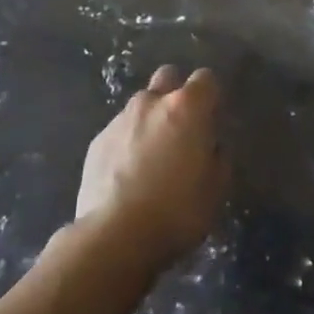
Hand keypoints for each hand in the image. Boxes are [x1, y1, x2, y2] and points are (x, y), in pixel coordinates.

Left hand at [76, 66, 226, 268]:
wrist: (114, 237)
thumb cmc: (176, 211)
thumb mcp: (215, 189)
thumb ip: (217, 157)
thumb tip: (210, 147)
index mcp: (186, 108)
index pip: (206, 79)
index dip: (211, 96)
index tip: (212, 119)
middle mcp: (151, 103)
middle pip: (167, 77)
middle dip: (176, 93)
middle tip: (181, 127)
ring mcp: (120, 120)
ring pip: (140, 104)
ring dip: (150, 119)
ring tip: (151, 157)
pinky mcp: (96, 142)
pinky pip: (119, 131)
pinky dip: (127, 143)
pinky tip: (127, 175)